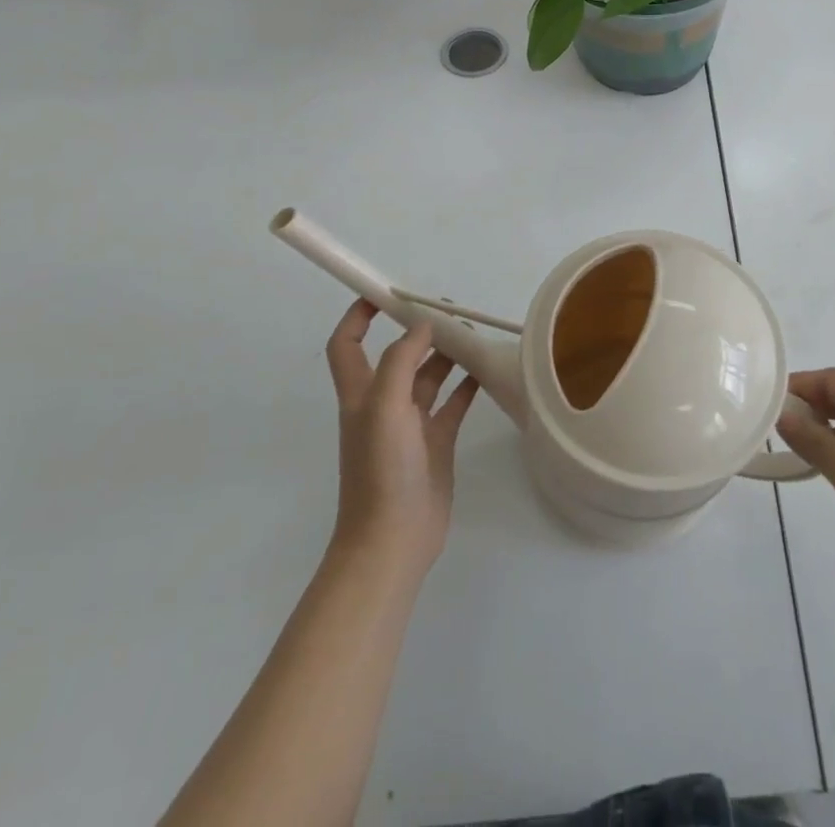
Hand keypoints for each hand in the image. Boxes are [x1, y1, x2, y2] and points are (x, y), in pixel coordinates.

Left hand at [324, 300, 480, 582]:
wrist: (392, 541)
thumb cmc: (381, 471)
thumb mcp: (385, 407)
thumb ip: (403, 360)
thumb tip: (423, 324)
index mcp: (361, 394)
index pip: (347, 344)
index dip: (358, 315)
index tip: (385, 292)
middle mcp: (384, 404)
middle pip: (399, 355)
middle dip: (419, 330)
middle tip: (452, 311)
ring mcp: (411, 425)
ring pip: (429, 376)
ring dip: (448, 354)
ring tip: (475, 335)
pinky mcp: (436, 443)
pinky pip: (453, 403)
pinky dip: (467, 384)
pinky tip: (486, 369)